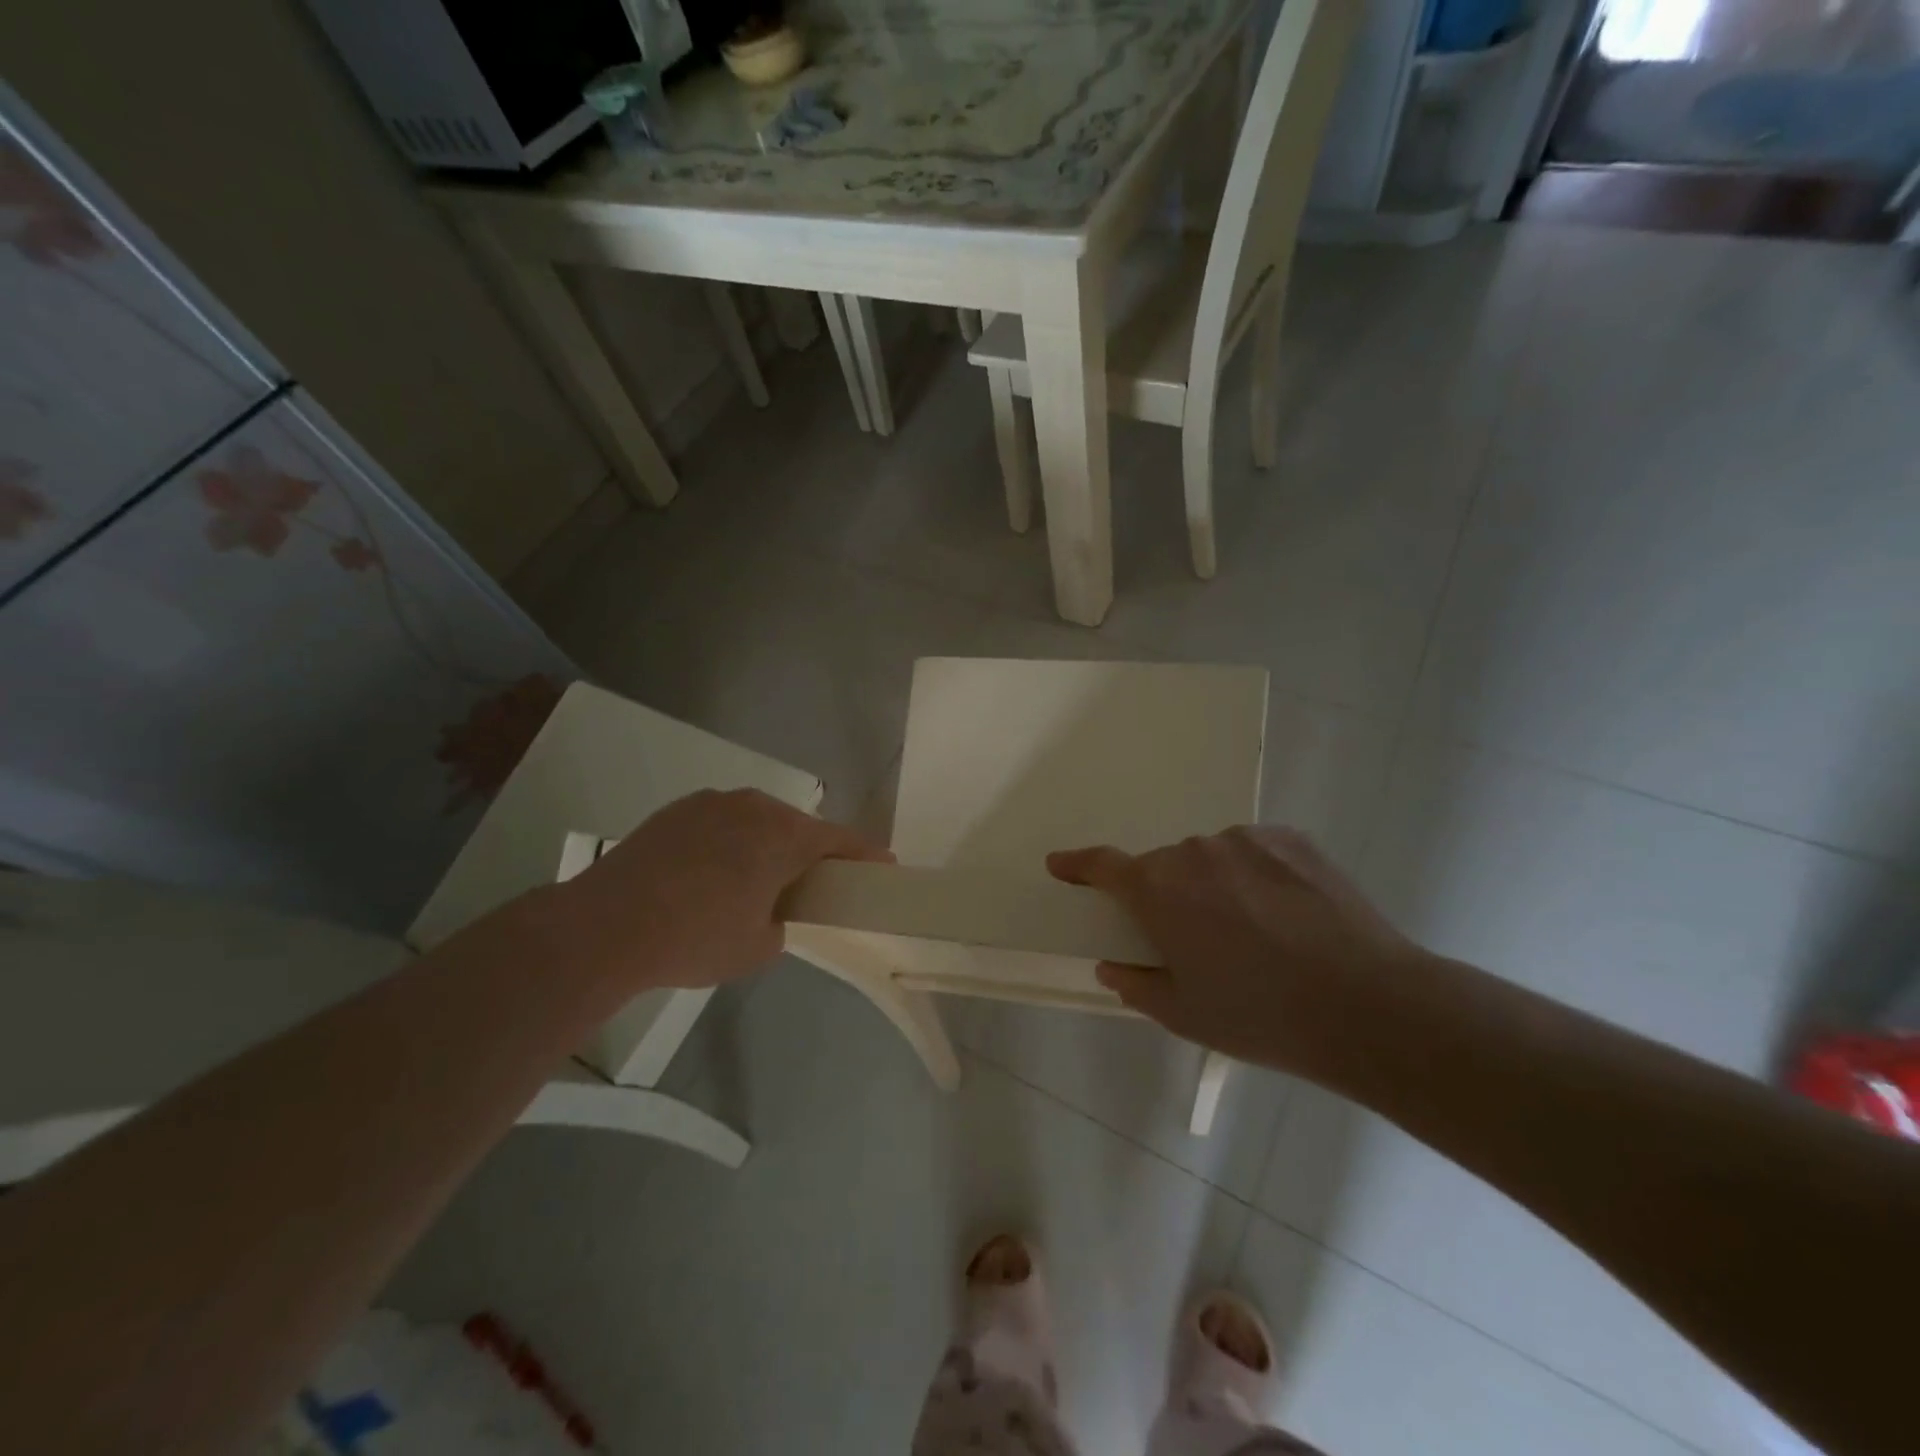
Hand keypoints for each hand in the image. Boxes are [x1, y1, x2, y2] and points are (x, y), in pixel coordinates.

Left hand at [545, 788, 890, 991]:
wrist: (605, 927)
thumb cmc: (694, 938)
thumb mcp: (757, 947)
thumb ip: (781, 922)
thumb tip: (770, 910)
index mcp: (784, 836)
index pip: (840, 840)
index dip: (865, 854)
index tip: (883, 865)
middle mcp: (754, 806)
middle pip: (798, 826)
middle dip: (810, 850)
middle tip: (811, 882)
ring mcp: (712, 802)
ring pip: (758, 819)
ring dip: (767, 843)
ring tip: (754, 878)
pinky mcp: (678, 810)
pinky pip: (722, 821)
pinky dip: (731, 841)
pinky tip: (711, 871)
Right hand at [1048, 827, 1425, 1079]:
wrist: (1368, 1006)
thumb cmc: (1261, 1015)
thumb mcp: (1185, 1014)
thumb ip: (1137, 984)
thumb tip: (1114, 965)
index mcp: (1158, 890)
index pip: (1103, 866)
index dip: (1078, 865)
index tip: (1061, 864)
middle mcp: (1194, 852)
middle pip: (1165, 868)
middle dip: (1169, 897)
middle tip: (1200, 942)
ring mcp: (1246, 840)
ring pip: (1212, 859)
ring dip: (1216, 885)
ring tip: (1256, 932)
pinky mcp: (1292, 839)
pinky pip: (1255, 852)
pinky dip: (1257, 875)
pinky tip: (1288, 915)